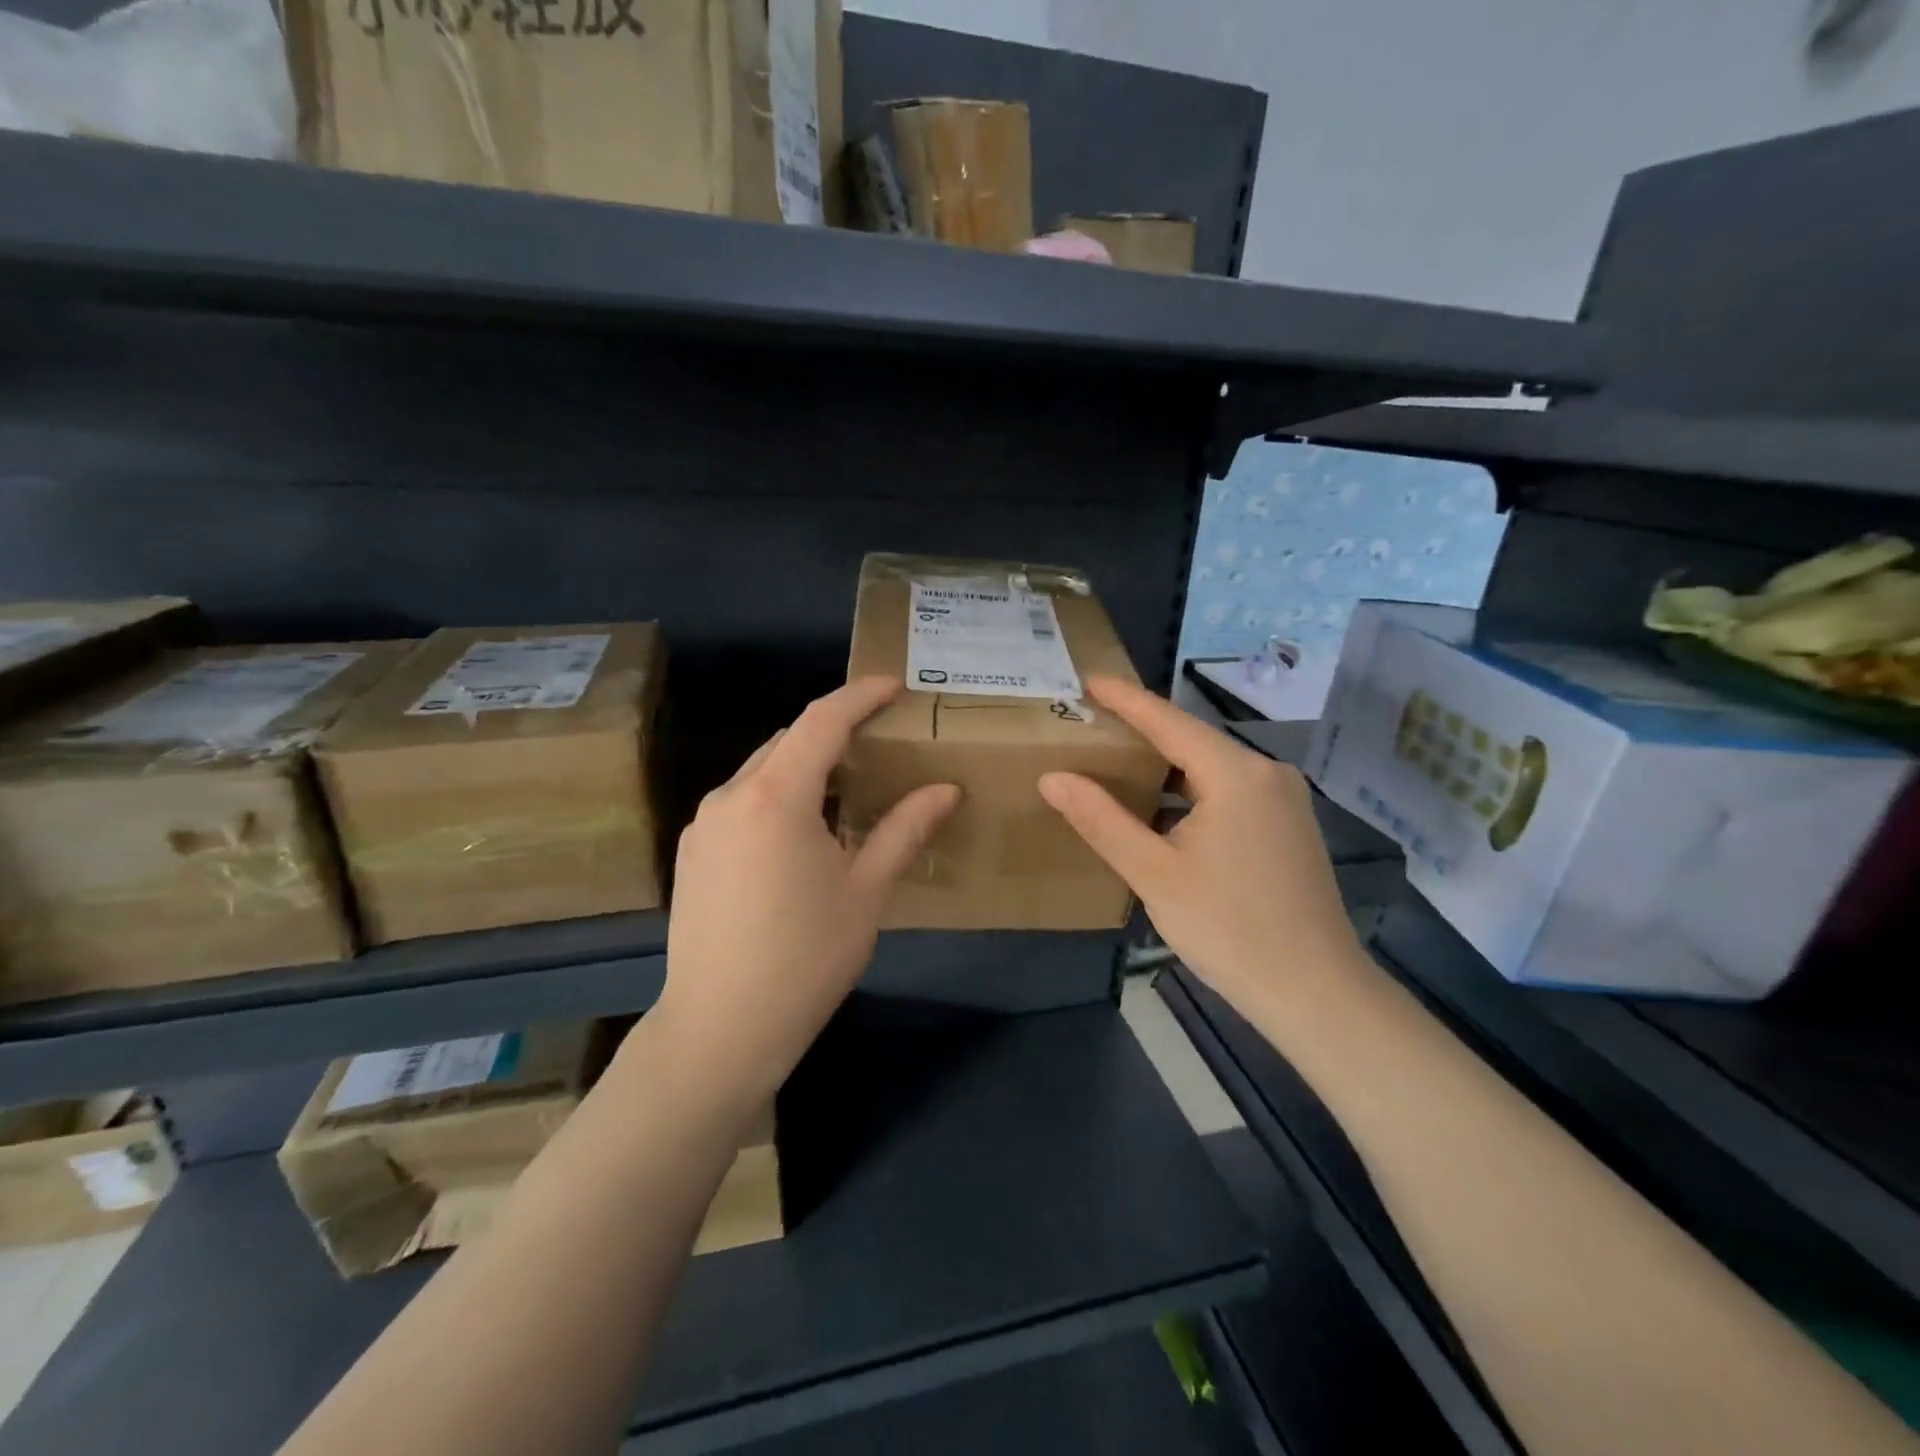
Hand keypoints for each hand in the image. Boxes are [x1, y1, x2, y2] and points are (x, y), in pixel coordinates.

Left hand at [656, 678, 959, 1112]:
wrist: (720, 1029)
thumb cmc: (806, 957)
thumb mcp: (867, 890)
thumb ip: (905, 829)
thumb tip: (945, 788)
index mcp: (776, 796)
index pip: (822, 720)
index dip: (859, 696)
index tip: (893, 686)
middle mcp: (730, 795)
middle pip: (788, 741)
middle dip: (834, 733)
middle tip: (880, 745)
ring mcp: (703, 824)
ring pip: (762, 771)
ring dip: (805, 767)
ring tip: (847, 791)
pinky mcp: (691, 852)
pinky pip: (742, 802)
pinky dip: (777, 796)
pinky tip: (801, 834)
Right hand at [1038, 677, 1365, 1019]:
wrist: (1315, 992)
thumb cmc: (1228, 927)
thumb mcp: (1153, 873)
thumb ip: (1101, 820)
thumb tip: (1053, 777)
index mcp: (1236, 775)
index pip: (1169, 721)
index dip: (1126, 699)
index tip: (1089, 679)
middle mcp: (1267, 774)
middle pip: (1194, 741)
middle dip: (1143, 733)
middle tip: (1094, 725)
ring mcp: (1285, 802)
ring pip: (1213, 769)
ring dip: (1167, 768)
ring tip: (1118, 765)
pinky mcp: (1290, 828)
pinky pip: (1231, 793)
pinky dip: (1192, 793)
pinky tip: (1163, 812)